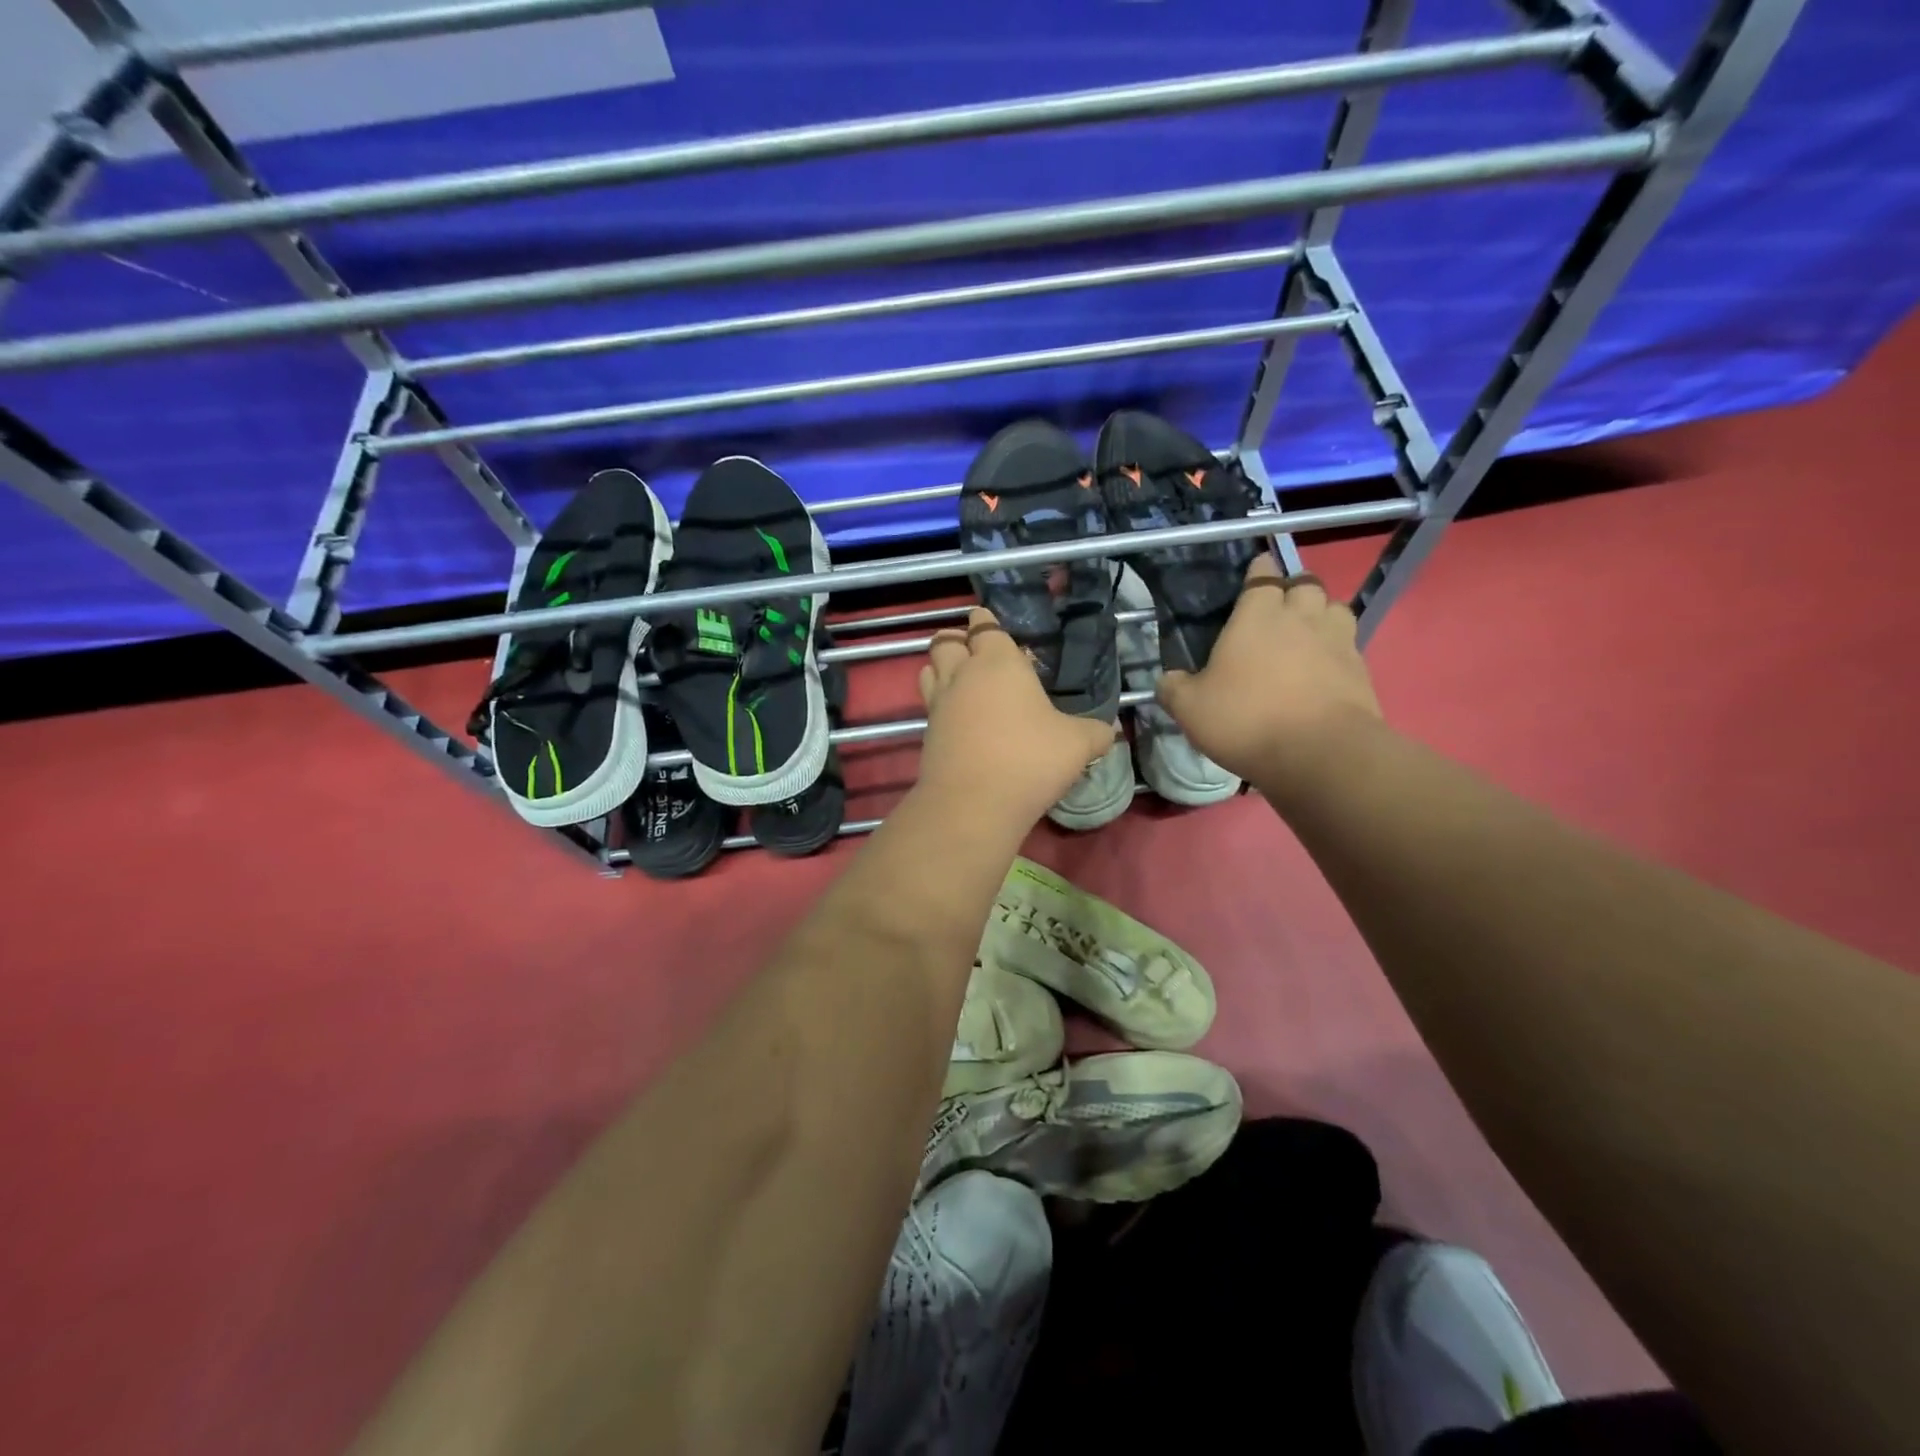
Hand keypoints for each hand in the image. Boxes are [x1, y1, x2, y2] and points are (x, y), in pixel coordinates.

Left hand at [918, 608, 1117, 829]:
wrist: (973, 803)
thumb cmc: (1030, 759)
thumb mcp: (1077, 745)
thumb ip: (1095, 732)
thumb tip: (1111, 731)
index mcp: (999, 662)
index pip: (985, 627)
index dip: (986, 622)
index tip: (989, 622)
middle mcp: (963, 674)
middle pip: (946, 641)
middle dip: (957, 640)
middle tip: (972, 650)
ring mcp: (940, 703)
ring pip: (929, 668)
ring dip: (941, 667)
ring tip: (960, 679)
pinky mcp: (928, 732)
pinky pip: (930, 703)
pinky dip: (940, 702)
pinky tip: (959, 718)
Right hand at [1158, 555, 1381, 789]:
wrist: (1320, 753)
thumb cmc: (1246, 719)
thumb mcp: (1190, 708)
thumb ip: (1174, 688)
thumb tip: (1167, 680)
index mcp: (1257, 615)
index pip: (1262, 575)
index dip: (1259, 571)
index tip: (1254, 574)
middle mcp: (1301, 617)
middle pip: (1306, 584)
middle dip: (1294, 589)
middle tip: (1280, 607)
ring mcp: (1337, 641)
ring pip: (1335, 608)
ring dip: (1322, 613)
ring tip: (1308, 632)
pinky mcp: (1361, 670)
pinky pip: (1349, 645)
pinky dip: (1337, 649)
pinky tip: (1323, 668)